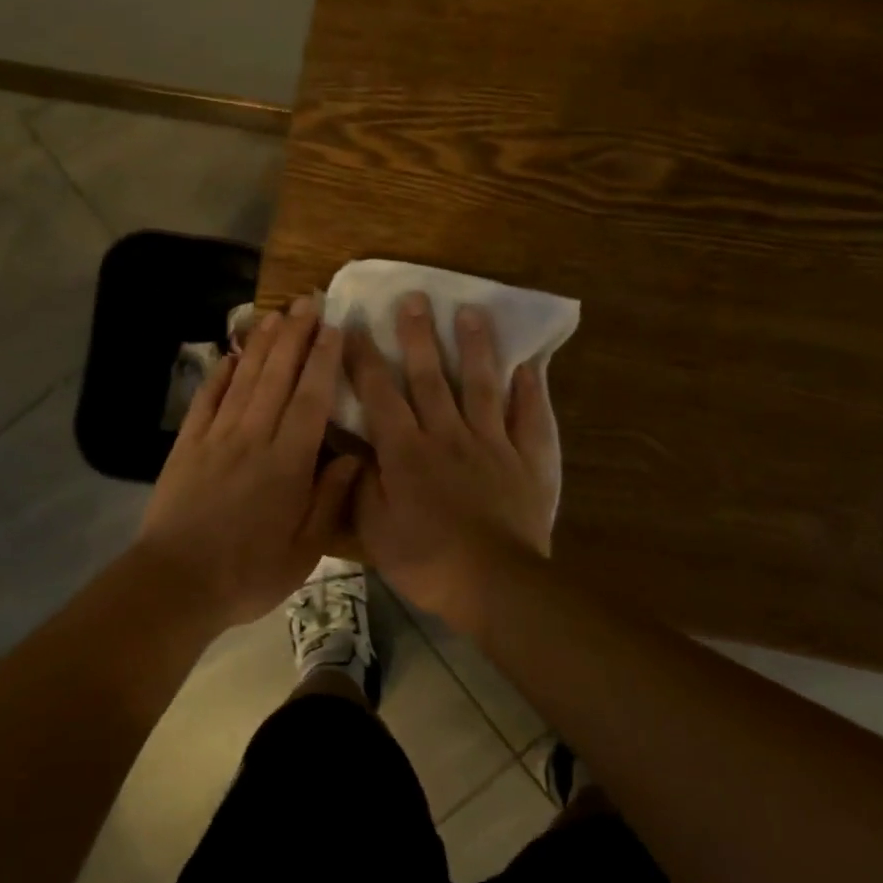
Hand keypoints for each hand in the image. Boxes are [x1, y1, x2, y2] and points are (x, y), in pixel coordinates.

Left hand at [137, 297, 361, 626]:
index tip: (334, 328)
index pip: (310, 398)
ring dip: (260, 344)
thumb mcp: (304, 549)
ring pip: (243, 379)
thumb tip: (355, 457)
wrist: (176, 583)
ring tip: (275, 313)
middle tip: (307, 301)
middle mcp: (253, 437)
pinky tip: (229, 354)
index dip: (324, 360)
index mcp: (287, 462)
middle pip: (276, 376)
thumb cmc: (248, 572)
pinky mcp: (187, 445)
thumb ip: (329, 498)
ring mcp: (216, 437)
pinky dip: (218, 374)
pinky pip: (206, 399)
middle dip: (294, 335)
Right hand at [347, 293, 559, 628]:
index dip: (363, 359)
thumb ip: (362, 488)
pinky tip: (531, 364)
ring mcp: (491, 443)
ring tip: (471, 311)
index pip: (379, 395)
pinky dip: (530, 390)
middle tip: (414, 297)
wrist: (496, 585)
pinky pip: (529, 417)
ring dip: (475, 347)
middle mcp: (447, 435)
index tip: (352, 326)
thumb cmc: (428, 561)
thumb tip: (355, 452)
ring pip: (480, 385)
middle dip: (418, 335)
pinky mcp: (526, 458)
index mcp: (407, 452)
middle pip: (430, 377)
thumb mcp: (377, 532)